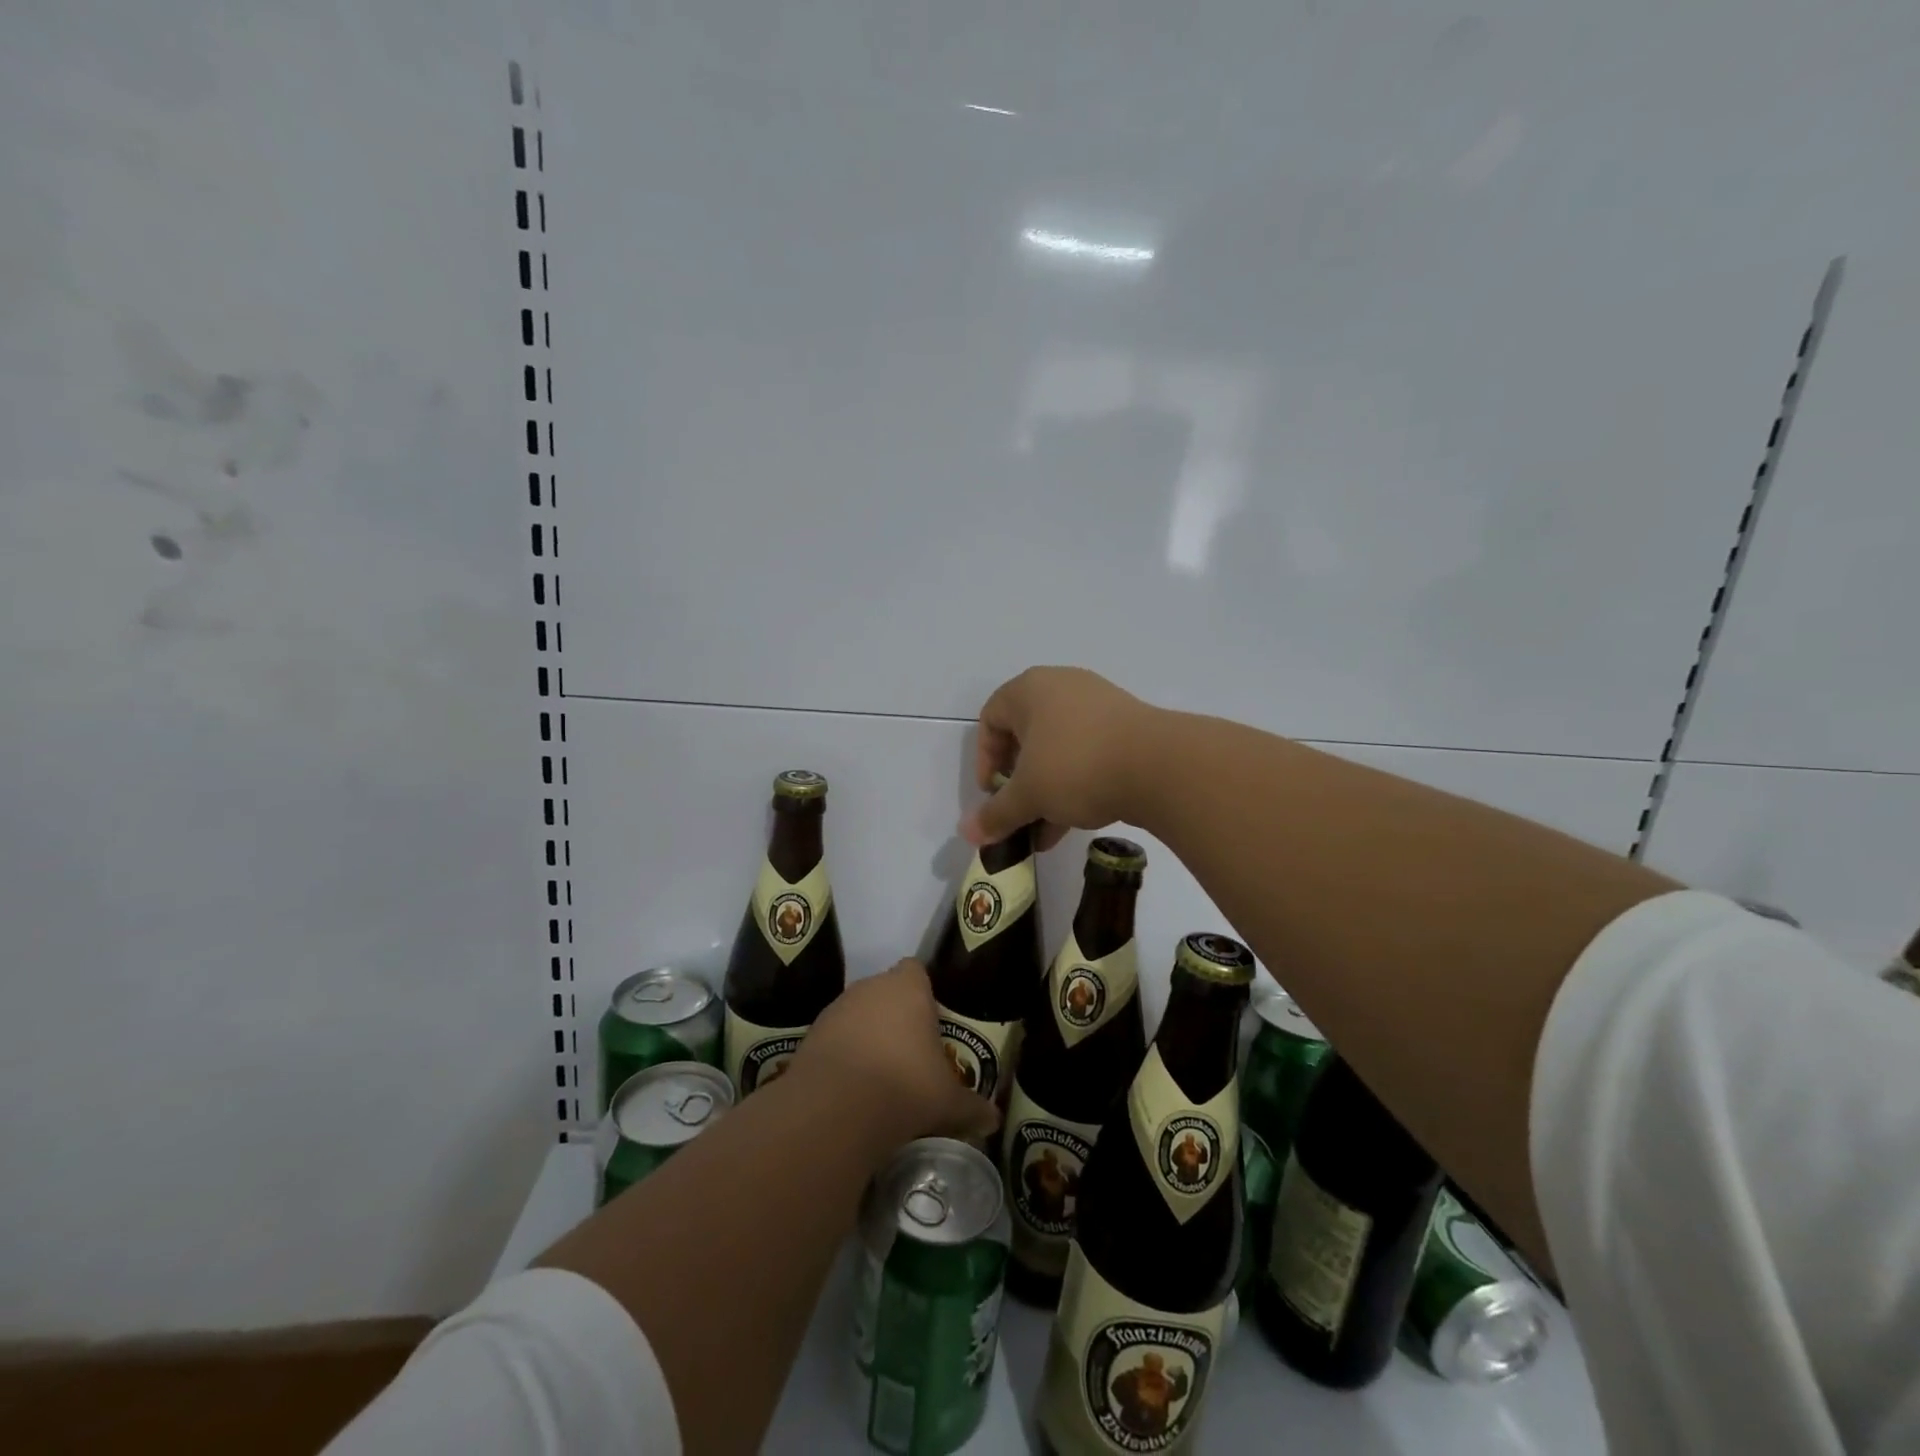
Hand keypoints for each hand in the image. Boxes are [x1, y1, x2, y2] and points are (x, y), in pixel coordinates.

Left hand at [791, 959, 998, 1148]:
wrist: (835, 1109)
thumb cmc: (905, 1088)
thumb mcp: (949, 1103)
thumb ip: (972, 1107)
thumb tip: (994, 1120)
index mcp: (908, 988)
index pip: (916, 970)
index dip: (924, 992)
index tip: (932, 1021)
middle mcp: (870, 987)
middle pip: (886, 991)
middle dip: (896, 1016)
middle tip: (911, 1054)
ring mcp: (836, 1008)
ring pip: (857, 1013)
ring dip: (866, 1035)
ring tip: (880, 1076)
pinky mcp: (811, 1034)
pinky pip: (834, 1038)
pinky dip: (842, 1055)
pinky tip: (851, 1088)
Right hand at [962, 666, 1158, 849]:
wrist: (1160, 766)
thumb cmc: (1076, 767)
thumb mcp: (1029, 795)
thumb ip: (996, 813)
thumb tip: (967, 834)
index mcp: (1030, 689)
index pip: (990, 718)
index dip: (985, 759)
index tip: (992, 794)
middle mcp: (1063, 687)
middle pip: (1025, 734)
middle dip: (1018, 780)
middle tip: (1018, 809)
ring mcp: (1099, 705)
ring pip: (1059, 749)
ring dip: (1046, 789)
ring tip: (1044, 830)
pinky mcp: (1127, 727)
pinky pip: (1088, 753)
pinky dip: (1075, 783)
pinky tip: (1073, 823)